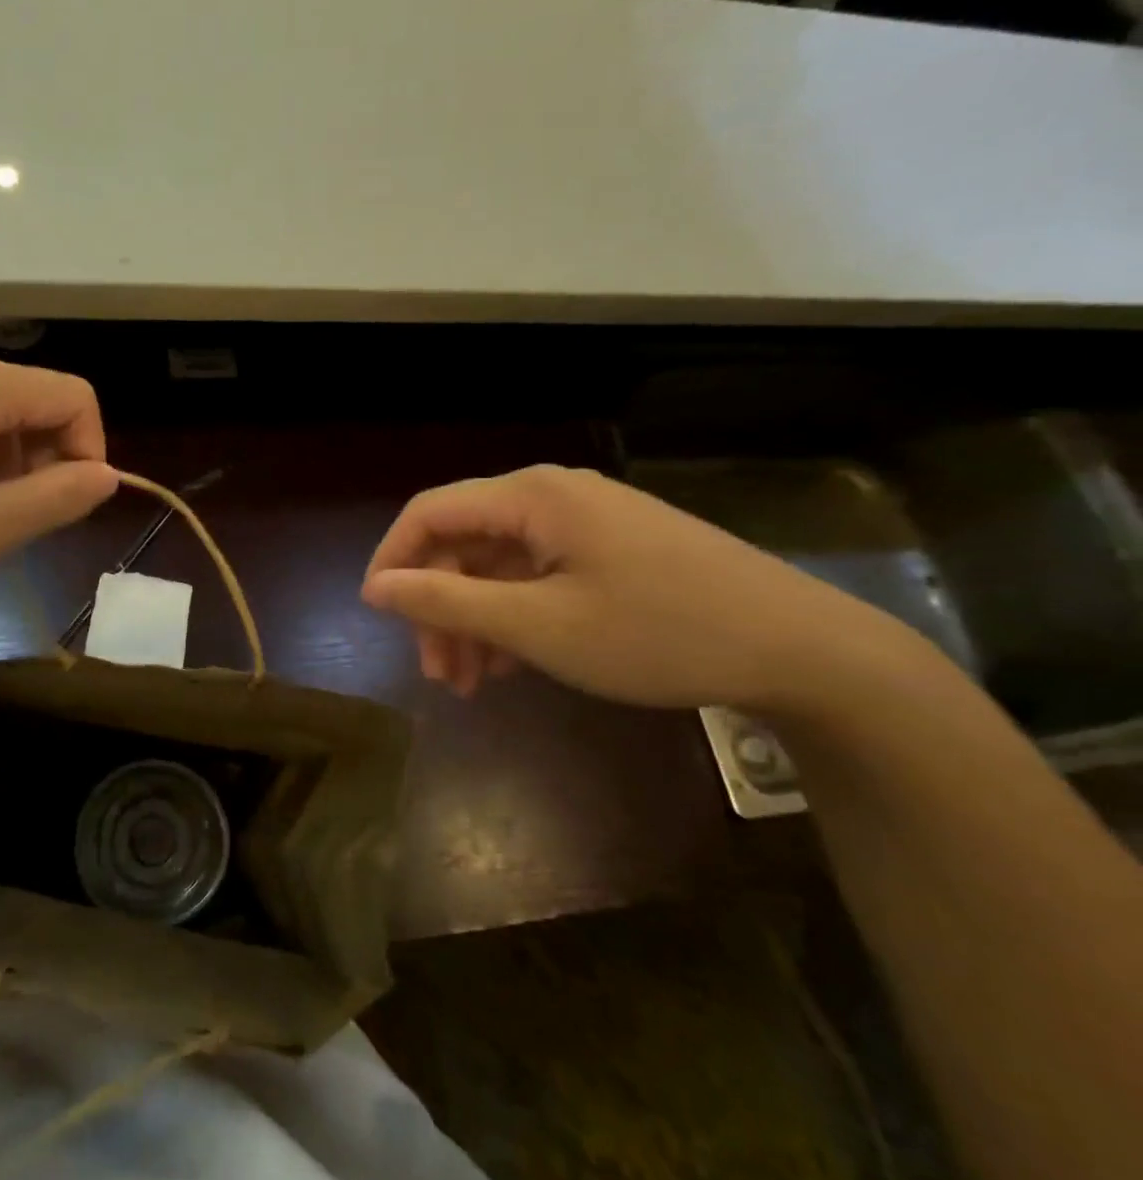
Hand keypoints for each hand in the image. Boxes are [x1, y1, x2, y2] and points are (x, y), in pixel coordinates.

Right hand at [360, 464, 909, 713]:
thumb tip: (375, 587)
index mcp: (532, 497)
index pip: (430, 513)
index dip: (393, 560)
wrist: (803, 651)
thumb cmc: (657, 633)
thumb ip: (447, 602)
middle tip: (438, 674)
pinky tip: (514, 664)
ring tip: (472, 683)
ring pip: (500, 565)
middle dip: (441, 608)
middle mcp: (553, 496)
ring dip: (476, 620)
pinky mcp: (611, 549)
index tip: (378, 617)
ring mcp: (586, 522)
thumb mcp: (538, 626)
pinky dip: (515, 617)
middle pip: (465, 543)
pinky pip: (538, 576)